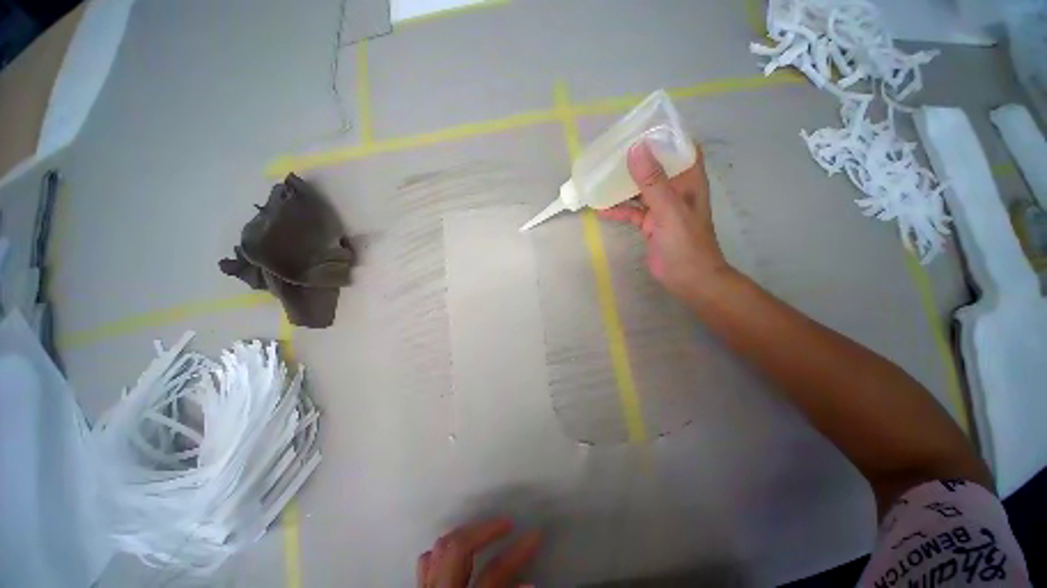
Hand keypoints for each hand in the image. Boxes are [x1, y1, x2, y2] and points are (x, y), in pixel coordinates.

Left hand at [416, 518, 540, 587]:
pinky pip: (426, 565)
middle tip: (507, 525)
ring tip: (484, 532)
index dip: (516, 554)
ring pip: (440, 550)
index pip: (493, 575)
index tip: (534, 537)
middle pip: (459, 549)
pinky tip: (454, 553)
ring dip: (465, 535)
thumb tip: (529, 586)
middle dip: (485, 530)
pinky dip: (441, 553)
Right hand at [599, 141, 731, 300]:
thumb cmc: (685, 244)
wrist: (688, 279)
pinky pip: (632, 212)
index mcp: (688, 180)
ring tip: (601, 179)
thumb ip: (652, 182)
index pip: (679, 148)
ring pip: (640, 190)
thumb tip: (635, 149)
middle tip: (611, 153)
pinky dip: (618, 210)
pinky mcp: (650, 224)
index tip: (640, 127)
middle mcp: (675, 190)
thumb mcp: (669, 210)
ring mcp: (661, 208)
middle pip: (655, 167)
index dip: (664, 135)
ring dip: (623, 186)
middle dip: (635, 160)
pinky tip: (601, 210)